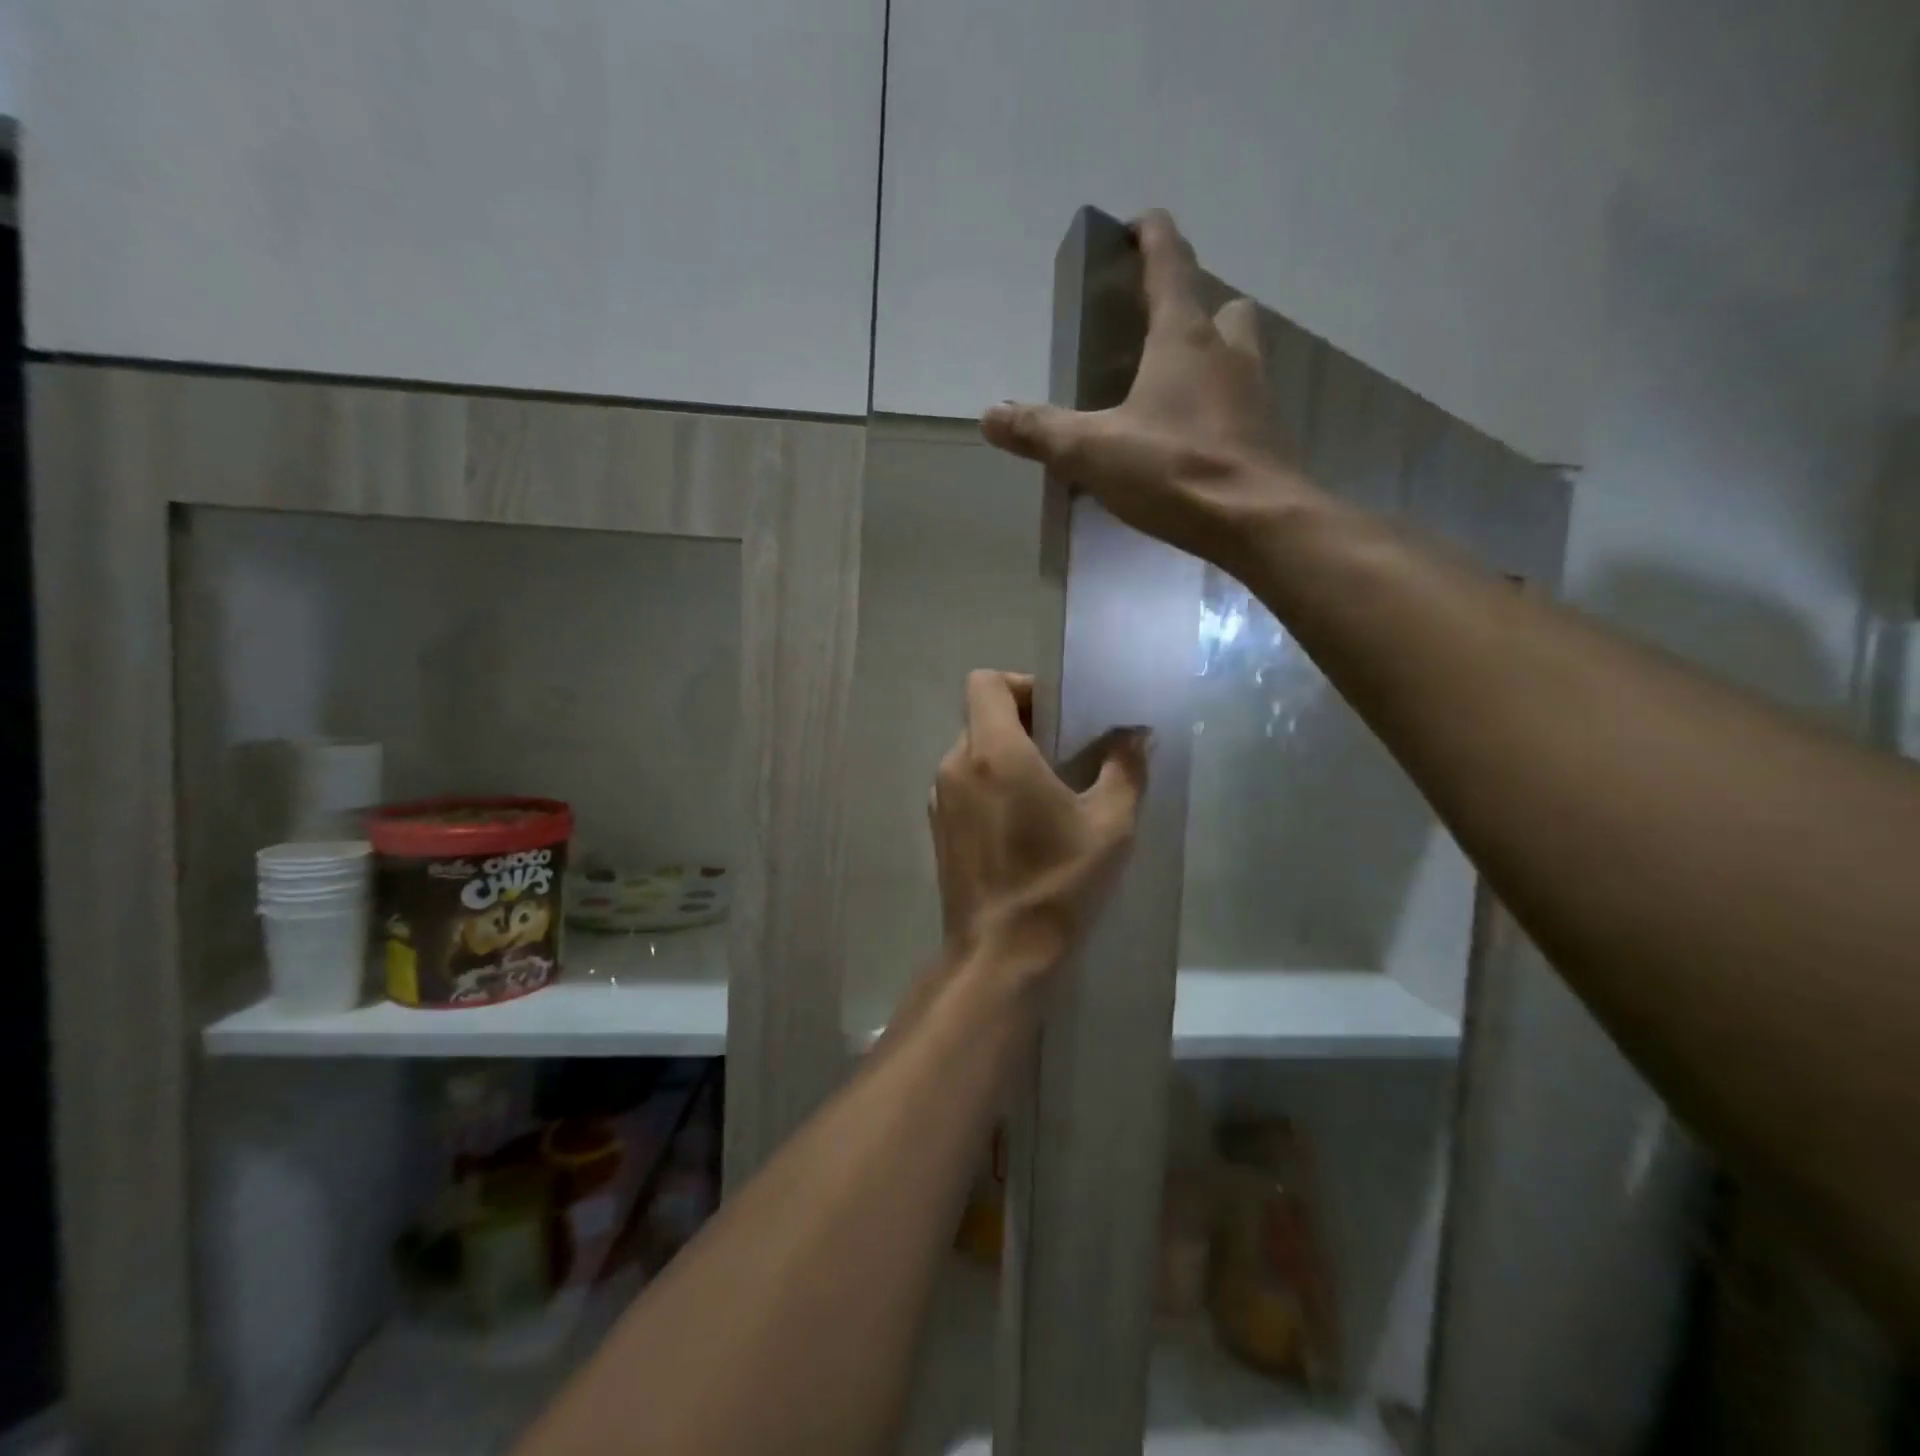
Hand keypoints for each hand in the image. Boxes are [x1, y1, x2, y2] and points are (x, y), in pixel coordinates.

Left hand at [929, 671, 1148, 979]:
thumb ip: (1125, 768)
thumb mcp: (1110, 825)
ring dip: (1007, 756)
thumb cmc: (1057, 883)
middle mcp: (955, 765)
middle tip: (1066, 753)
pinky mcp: (937, 828)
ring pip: (971, 751)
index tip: (1058, 715)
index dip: (1022, 685)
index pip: (986, 681)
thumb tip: (1136, 734)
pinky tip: (1022, 823)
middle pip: (981, 715)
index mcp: (993, 752)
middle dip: (1023, 723)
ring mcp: (940, 799)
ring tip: (1047, 790)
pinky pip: (964, 784)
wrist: (999, 954)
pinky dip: (990, 785)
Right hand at [981, 210, 1315, 570]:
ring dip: (1212, 355)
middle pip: (1220, 306)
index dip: (1152, 236)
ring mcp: (1255, 394)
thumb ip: (1041, 432)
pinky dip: (1220, 407)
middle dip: (1193, 305)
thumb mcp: (1094, 451)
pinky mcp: (1267, 436)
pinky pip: (1243, 403)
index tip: (1136, 226)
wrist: (1258, 523)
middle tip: (1160, 331)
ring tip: (1174, 388)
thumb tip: (990, 415)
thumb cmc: (1175, 470)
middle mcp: (1228, 353)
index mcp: (1184, 337)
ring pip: (1239, 353)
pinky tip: (1194, 439)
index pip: (1171, 261)